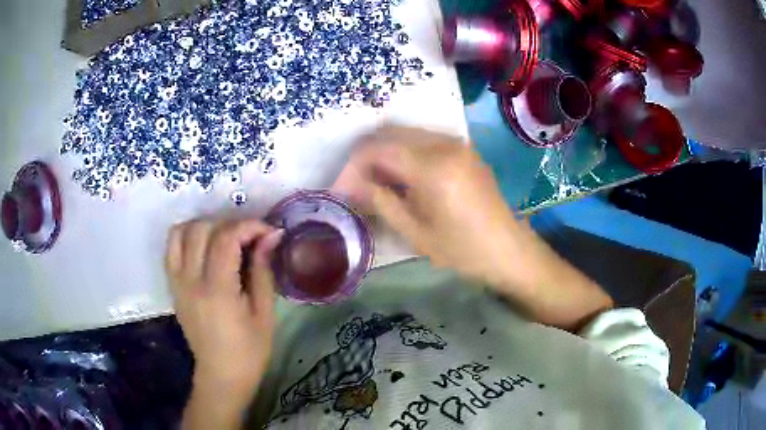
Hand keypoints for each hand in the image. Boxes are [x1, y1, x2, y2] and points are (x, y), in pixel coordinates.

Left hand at [165, 219, 282, 426]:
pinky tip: (204, 245)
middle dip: (230, 223)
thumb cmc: (250, 350)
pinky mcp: (172, 285)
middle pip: (202, 229)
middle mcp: (191, 280)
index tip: (268, 231)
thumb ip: (263, 270)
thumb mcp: (265, 313)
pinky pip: (171, 247)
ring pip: (181, 232)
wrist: (221, 374)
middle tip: (249, 237)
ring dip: (205, 225)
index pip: (226, 238)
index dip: (249, 226)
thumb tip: (271, 236)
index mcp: (217, 290)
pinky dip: (186, 235)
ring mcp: (177, 282)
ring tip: (225, 237)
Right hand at [333, 125, 611, 331]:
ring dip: (383, 154)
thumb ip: (379, 200)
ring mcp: (456, 142)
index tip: (340, 190)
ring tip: (374, 184)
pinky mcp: (463, 148)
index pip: (377, 149)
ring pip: (404, 134)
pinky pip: (423, 140)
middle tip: (354, 187)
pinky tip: (400, 178)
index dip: (351, 167)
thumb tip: (347, 185)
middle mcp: (444, 144)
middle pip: (388, 134)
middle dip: (364, 157)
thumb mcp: (415, 232)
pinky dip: (403, 153)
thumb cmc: (462, 250)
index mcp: (432, 167)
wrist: (508, 249)